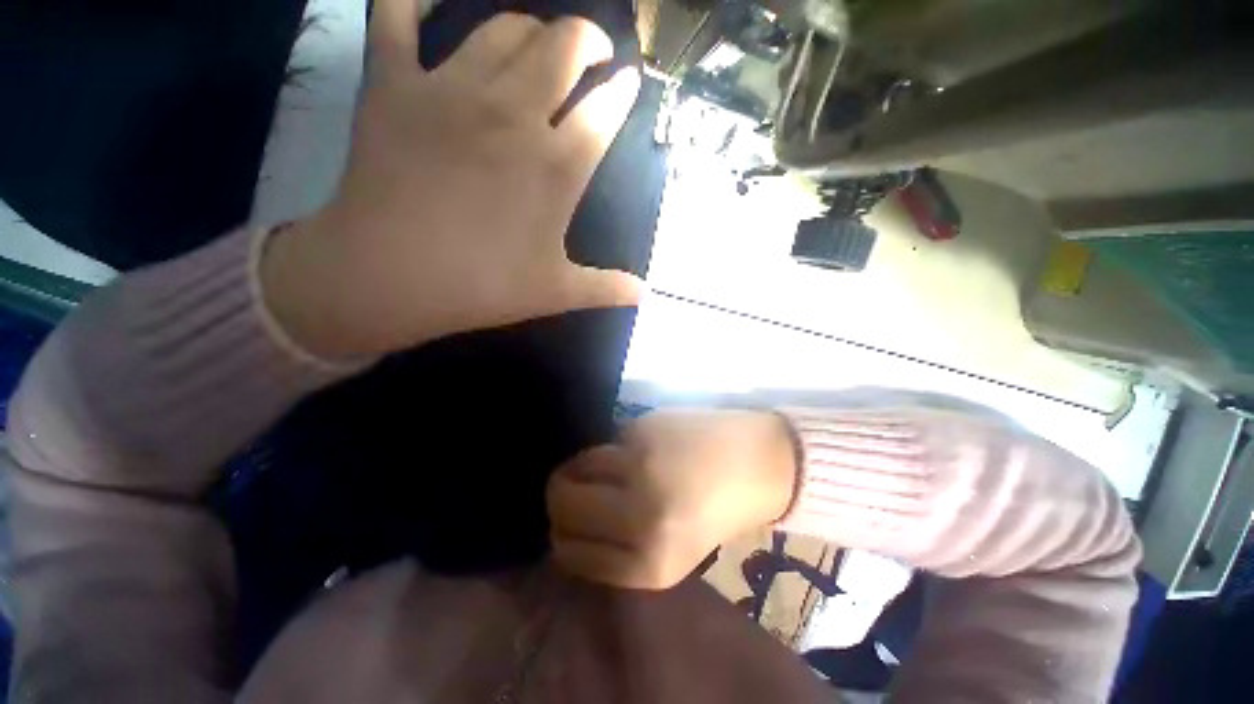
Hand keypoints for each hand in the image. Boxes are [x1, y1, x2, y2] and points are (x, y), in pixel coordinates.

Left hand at [262, 1, 642, 358]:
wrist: (388, 278)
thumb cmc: (482, 287)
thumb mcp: (556, 292)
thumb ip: (605, 287)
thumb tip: (645, 295)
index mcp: (556, 167)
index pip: (605, 110)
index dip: (622, 91)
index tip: (629, 83)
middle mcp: (513, 114)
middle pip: (563, 47)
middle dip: (587, 40)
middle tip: (592, 50)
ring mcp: (451, 90)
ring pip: (502, 27)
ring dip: (530, 26)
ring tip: (537, 40)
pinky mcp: (393, 84)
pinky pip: (395, 15)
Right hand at [546, 410, 798, 589]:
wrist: (760, 462)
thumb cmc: (718, 509)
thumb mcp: (671, 551)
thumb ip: (618, 546)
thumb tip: (567, 524)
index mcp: (649, 566)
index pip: (569, 552)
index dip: (563, 533)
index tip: (570, 520)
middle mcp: (640, 520)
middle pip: (561, 506)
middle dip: (561, 497)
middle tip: (578, 487)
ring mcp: (640, 470)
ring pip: (574, 469)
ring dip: (583, 467)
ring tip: (609, 465)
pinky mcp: (643, 432)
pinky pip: (604, 443)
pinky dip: (610, 447)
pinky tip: (636, 447)